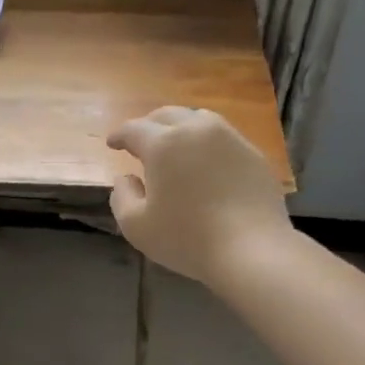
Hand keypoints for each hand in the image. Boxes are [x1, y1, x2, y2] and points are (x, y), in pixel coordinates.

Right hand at [107, 107, 291, 285]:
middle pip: (167, 115)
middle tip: (140, 142)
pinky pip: (223, 138)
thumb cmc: (187, 238)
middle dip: (149, 125)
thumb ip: (122, 196)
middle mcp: (196, 130)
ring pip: (198, 120)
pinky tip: (205, 163)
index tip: (112, 143)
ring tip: (174, 146)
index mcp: (163, 144)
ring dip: (180, 128)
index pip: (134, 129)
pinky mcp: (252, 154)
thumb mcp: (136, 226)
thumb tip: (125, 177)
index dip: (119, 135)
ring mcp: (230, 138)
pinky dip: (206, 144)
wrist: (251, 249)